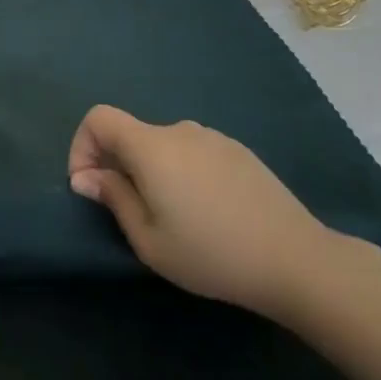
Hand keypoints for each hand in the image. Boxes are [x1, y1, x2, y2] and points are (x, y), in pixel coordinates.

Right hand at [67, 104, 342, 319]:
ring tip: (173, 216)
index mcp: (151, 146)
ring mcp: (212, 138)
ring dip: (153, 170)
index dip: (82, 145)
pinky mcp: (239, 152)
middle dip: (118, 165)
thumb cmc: (212, 254)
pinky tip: (208, 212)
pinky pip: (194, 153)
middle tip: (131, 212)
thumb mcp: (149, 241)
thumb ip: (113, 199)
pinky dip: (184, 172)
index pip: (98, 118)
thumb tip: (86, 177)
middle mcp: (178, 130)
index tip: (90, 186)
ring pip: (164, 146)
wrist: (298, 260)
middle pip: (131, 134)